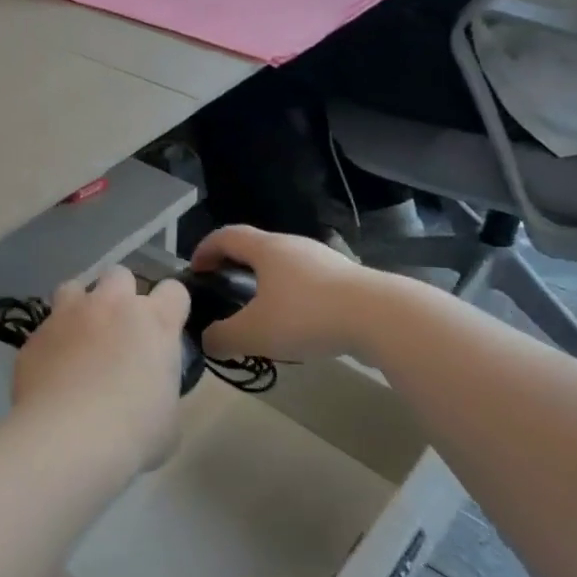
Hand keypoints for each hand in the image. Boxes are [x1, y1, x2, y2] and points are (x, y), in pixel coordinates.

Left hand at [11, 268, 191, 473]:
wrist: (68, 438)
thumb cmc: (133, 433)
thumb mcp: (168, 419)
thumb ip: (162, 389)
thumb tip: (150, 392)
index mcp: (155, 323)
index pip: (173, 291)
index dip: (170, 308)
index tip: (164, 330)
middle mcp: (111, 306)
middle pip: (119, 275)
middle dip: (120, 295)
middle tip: (118, 330)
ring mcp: (69, 315)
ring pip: (74, 287)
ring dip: (80, 306)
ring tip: (79, 337)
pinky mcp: (36, 334)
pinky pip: (46, 326)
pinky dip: (52, 341)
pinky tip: (52, 369)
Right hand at [192, 225, 390, 363]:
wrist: (382, 317)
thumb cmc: (307, 315)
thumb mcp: (254, 332)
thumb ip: (222, 337)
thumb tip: (207, 341)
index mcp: (266, 249)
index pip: (226, 236)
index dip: (205, 249)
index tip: (194, 270)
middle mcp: (293, 246)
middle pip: (255, 247)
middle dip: (234, 265)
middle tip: (223, 290)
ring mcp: (324, 260)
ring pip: (284, 265)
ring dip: (265, 281)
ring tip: (259, 311)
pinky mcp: (347, 279)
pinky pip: (308, 282)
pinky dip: (292, 295)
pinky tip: (297, 324)